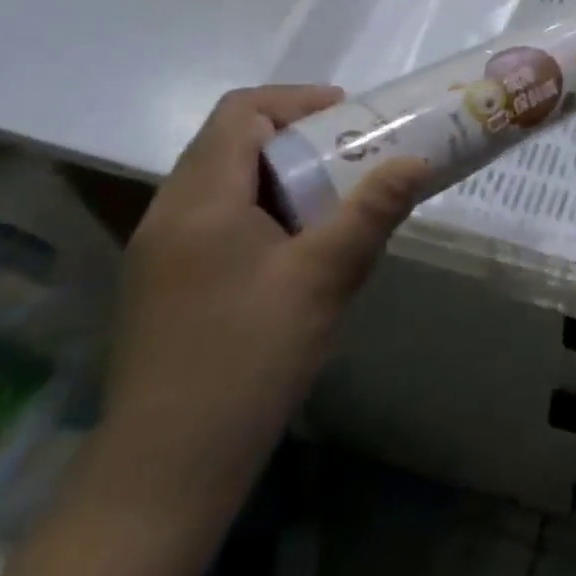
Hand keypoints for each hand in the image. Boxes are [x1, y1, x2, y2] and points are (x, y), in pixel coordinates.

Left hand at [96, 86, 426, 528]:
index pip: (240, 112)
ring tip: (332, 198)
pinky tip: (295, 249)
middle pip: (229, 141)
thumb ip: (371, 213)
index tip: (348, 117)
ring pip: (221, 180)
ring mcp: (158, 251)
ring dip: (278, 174)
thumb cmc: (247, 362)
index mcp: (200, 200)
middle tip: (351, 155)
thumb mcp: (323, 280)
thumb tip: (417, 162)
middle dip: (294, 136)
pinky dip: (258, 208)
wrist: (164, 474)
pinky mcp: (161, 284)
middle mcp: (168, 213)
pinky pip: (213, 217)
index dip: (296, 100)